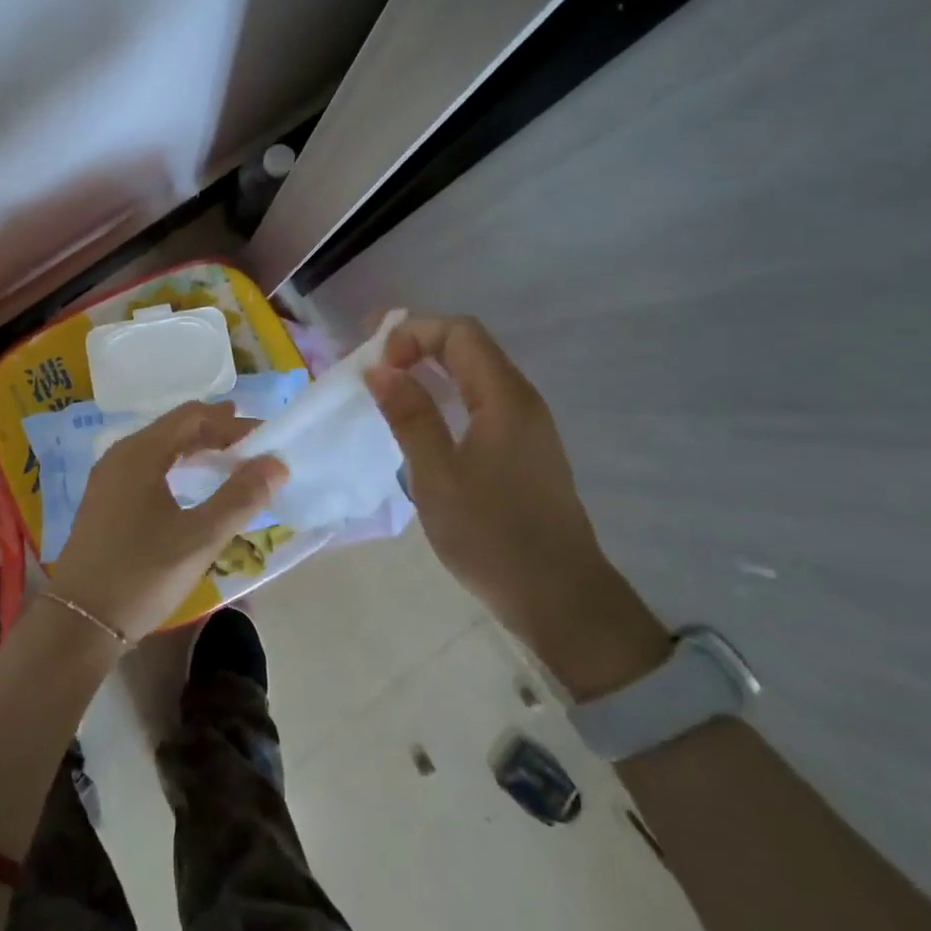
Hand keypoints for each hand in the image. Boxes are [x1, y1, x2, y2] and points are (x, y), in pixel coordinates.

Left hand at [47, 401, 288, 641]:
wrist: (78, 621)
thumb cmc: (142, 573)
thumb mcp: (200, 537)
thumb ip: (241, 497)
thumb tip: (276, 463)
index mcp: (140, 453)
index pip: (191, 416)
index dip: (229, 421)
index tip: (263, 436)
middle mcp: (120, 455)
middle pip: (173, 428)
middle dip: (214, 432)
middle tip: (251, 445)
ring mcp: (107, 478)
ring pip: (159, 448)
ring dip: (194, 449)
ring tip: (226, 460)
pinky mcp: (104, 501)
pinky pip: (146, 467)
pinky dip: (175, 466)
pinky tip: (189, 487)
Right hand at [363, 314, 668, 698]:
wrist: (559, 598)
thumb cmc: (492, 536)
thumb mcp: (437, 476)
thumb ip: (410, 416)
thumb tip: (378, 368)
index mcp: (504, 398)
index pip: (459, 333)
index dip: (413, 332)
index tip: (375, 362)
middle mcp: (520, 399)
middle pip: (468, 345)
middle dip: (417, 342)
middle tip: (370, 363)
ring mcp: (526, 424)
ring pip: (475, 372)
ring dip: (430, 367)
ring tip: (387, 385)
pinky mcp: (523, 448)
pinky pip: (480, 398)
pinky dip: (445, 392)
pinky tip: (422, 418)